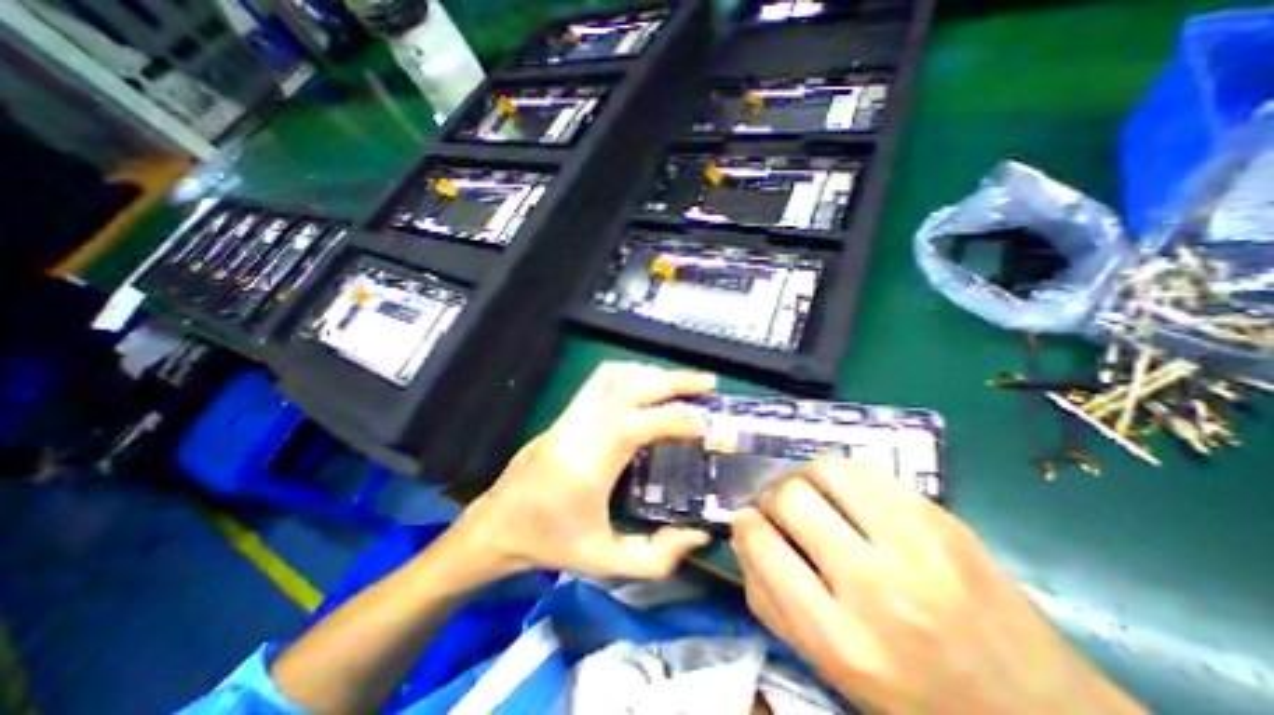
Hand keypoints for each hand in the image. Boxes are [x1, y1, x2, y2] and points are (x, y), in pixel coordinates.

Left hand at [453, 364, 715, 580]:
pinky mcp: (567, 412)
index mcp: (588, 464)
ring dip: (652, 373)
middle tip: (708, 384)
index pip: (637, 424)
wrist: (497, 525)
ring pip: (614, 375)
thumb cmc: (550, 544)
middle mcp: (579, 428)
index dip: (676, 420)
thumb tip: (699, 534)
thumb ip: (657, 556)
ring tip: (682, 383)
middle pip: (629, 387)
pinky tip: (647, 385)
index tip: (705, 426)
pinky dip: (630, 373)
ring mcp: (570, 414)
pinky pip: (601, 379)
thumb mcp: (605, 562)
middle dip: (673, 381)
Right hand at [733, 461, 1151, 710]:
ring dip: (805, 477)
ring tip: (812, 495)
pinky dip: (842, 476)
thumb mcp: (828, 667)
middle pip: (791, 498)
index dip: (744, 522)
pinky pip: (867, 471)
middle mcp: (876, 587)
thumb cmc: (915, 697)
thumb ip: (770, 601)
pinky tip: (847, 495)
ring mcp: (917, 546)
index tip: (747, 520)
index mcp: (840, 639)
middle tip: (778, 507)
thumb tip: (744, 535)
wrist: (1040, 713)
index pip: (762, 545)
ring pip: (827, 470)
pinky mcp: (942, 518)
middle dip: (771, 495)